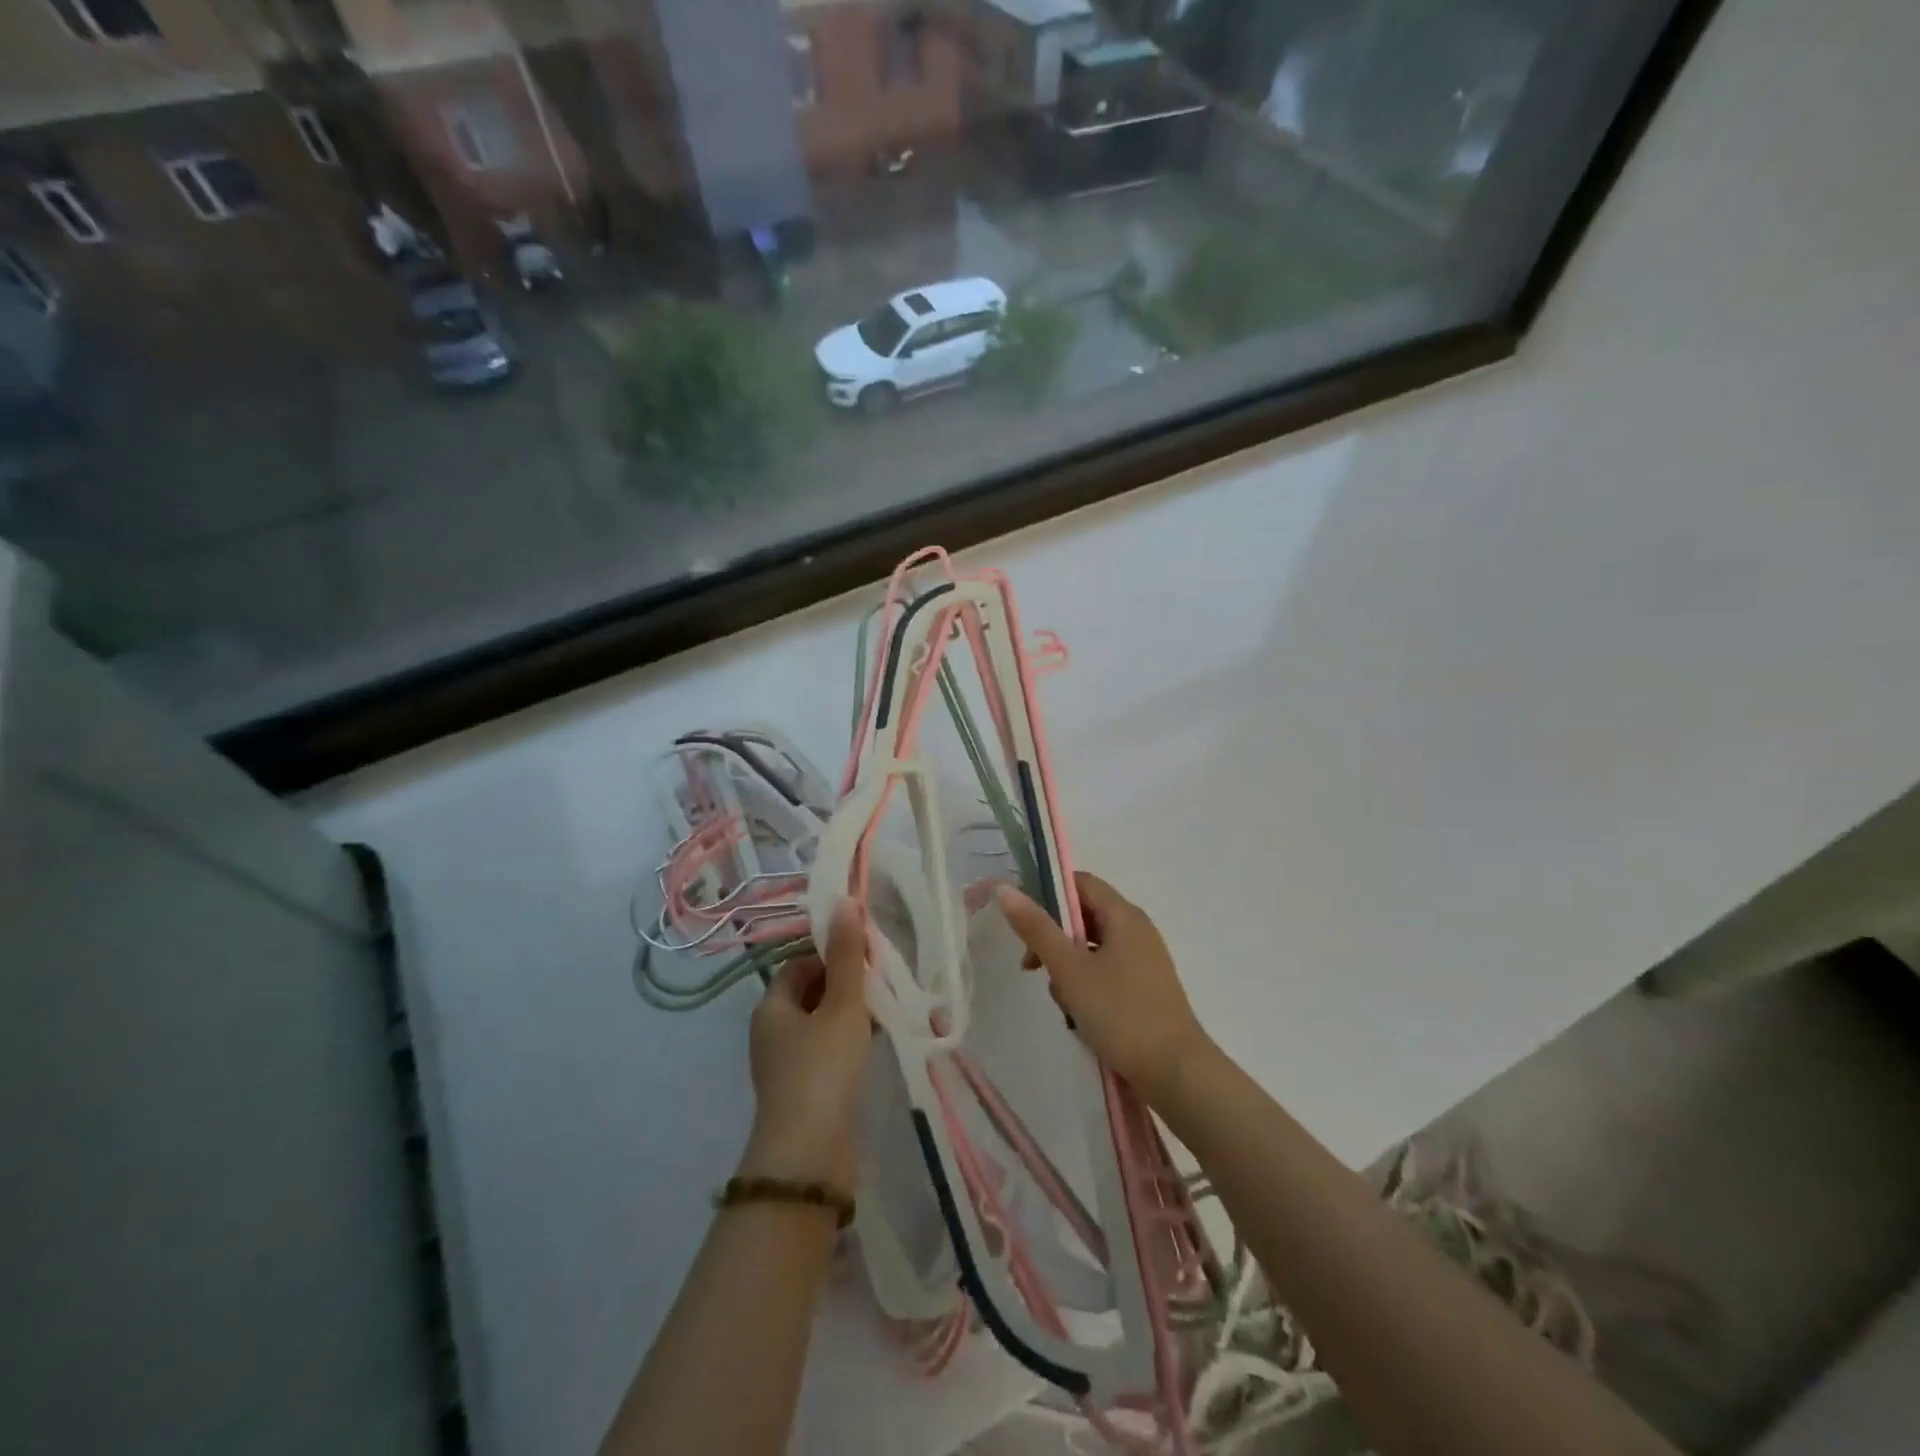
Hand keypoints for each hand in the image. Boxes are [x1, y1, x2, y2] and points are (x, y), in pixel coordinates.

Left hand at [741, 900, 873, 1193]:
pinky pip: (830, 1051)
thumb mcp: (841, 1004)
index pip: (799, 963)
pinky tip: (881, 1038)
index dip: (831, 951)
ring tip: (889, 1002)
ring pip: (823, 1023)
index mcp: (771, 1007)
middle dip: (846, 981)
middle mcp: (773, 1032)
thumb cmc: (822, 1069)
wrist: (810, 1157)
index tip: (866, 948)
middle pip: (812, 992)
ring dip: (853, 1011)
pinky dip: (852, 1039)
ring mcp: (788, 1065)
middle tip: (883, 974)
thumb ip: (846, 955)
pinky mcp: (807, 1091)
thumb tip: (844, 901)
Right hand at [996, 872, 1214, 1106]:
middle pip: (1085, 917)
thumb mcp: (1070, 969)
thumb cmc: (1121, 1013)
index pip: (1081, 883)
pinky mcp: (1145, 990)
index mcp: (1125, 916)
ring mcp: (1144, 962)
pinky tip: (1080, 1016)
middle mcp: (1138, 931)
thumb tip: (1005, 888)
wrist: (1175, 1074)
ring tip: (1063, 1001)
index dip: (1048, 894)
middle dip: (1055, 939)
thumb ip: (1037, 928)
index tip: (1023, 922)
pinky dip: (1087, 986)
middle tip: (1032, 966)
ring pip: (1092, 949)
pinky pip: (1106, 973)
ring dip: (1069, 969)